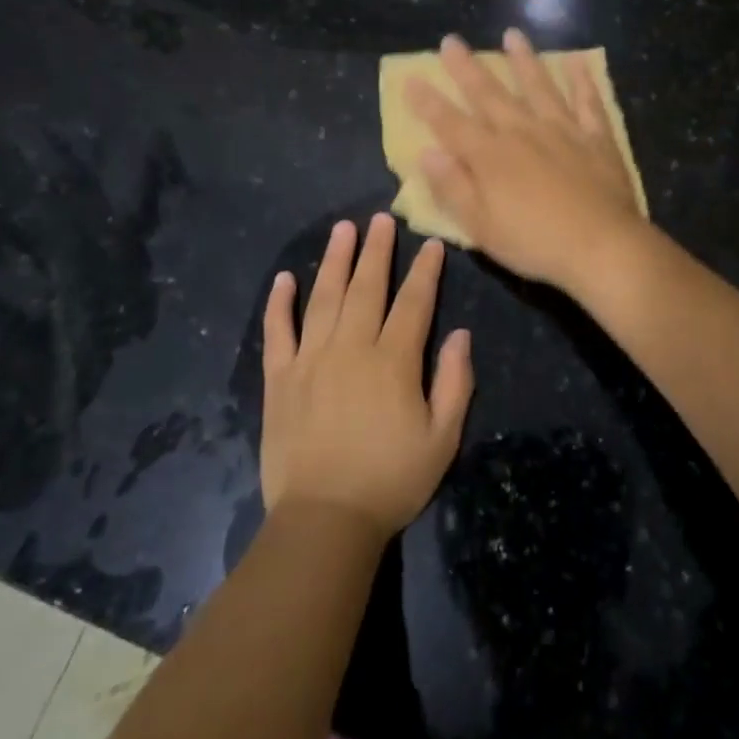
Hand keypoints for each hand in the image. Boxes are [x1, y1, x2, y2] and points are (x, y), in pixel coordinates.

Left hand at [260, 213, 474, 538]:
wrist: (324, 521)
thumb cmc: (391, 481)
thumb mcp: (442, 438)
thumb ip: (455, 382)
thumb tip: (461, 334)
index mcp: (393, 361)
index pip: (413, 303)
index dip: (424, 271)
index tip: (430, 243)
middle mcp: (351, 348)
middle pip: (366, 287)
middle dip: (376, 250)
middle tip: (380, 218)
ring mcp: (310, 360)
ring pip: (323, 298)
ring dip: (333, 260)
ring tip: (342, 230)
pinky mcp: (280, 379)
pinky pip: (278, 332)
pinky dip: (280, 304)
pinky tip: (285, 279)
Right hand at [404, 29, 645, 290]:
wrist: (602, 246)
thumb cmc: (535, 243)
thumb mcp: (481, 226)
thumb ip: (452, 187)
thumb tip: (427, 152)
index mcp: (489, 156)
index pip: (450, 123)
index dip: (428, 102)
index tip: (411, 78)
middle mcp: (522, 132)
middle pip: (489, 93)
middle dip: (467, 67)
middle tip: (451, 40)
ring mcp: (562, 130)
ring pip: (538, 85)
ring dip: (523, 60)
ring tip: (513, 35)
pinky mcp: (596, 137)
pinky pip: (588, 101)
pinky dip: (582, 80)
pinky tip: (577, 61)